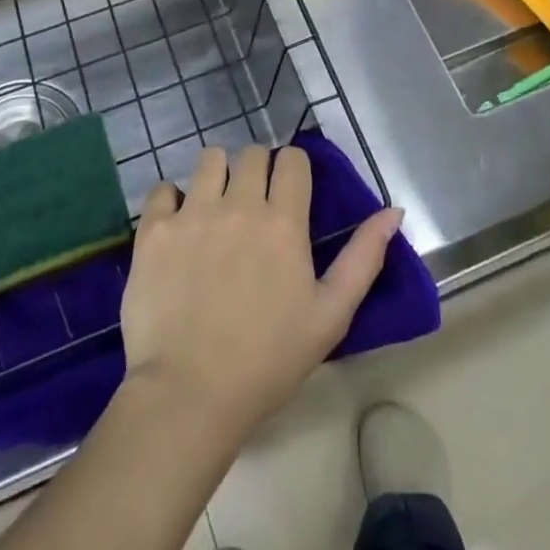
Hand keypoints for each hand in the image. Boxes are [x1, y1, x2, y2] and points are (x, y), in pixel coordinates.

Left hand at [120, 145, 402, 445]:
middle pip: (252, 154)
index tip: (289, 192)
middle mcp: (239, 204)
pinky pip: (163, 188)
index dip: (293, 170)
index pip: (293, 159)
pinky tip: (177, 226)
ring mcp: (193, 213)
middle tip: (253, 205)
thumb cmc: (268, 360)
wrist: (190, 395)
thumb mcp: (331, 315)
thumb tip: (394, 210)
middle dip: (257, 171)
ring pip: (210, 159)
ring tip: (215, 208)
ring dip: (217, 176)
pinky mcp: (155, 229)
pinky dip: (172, 199)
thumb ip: (364, 257)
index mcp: (284, 221)